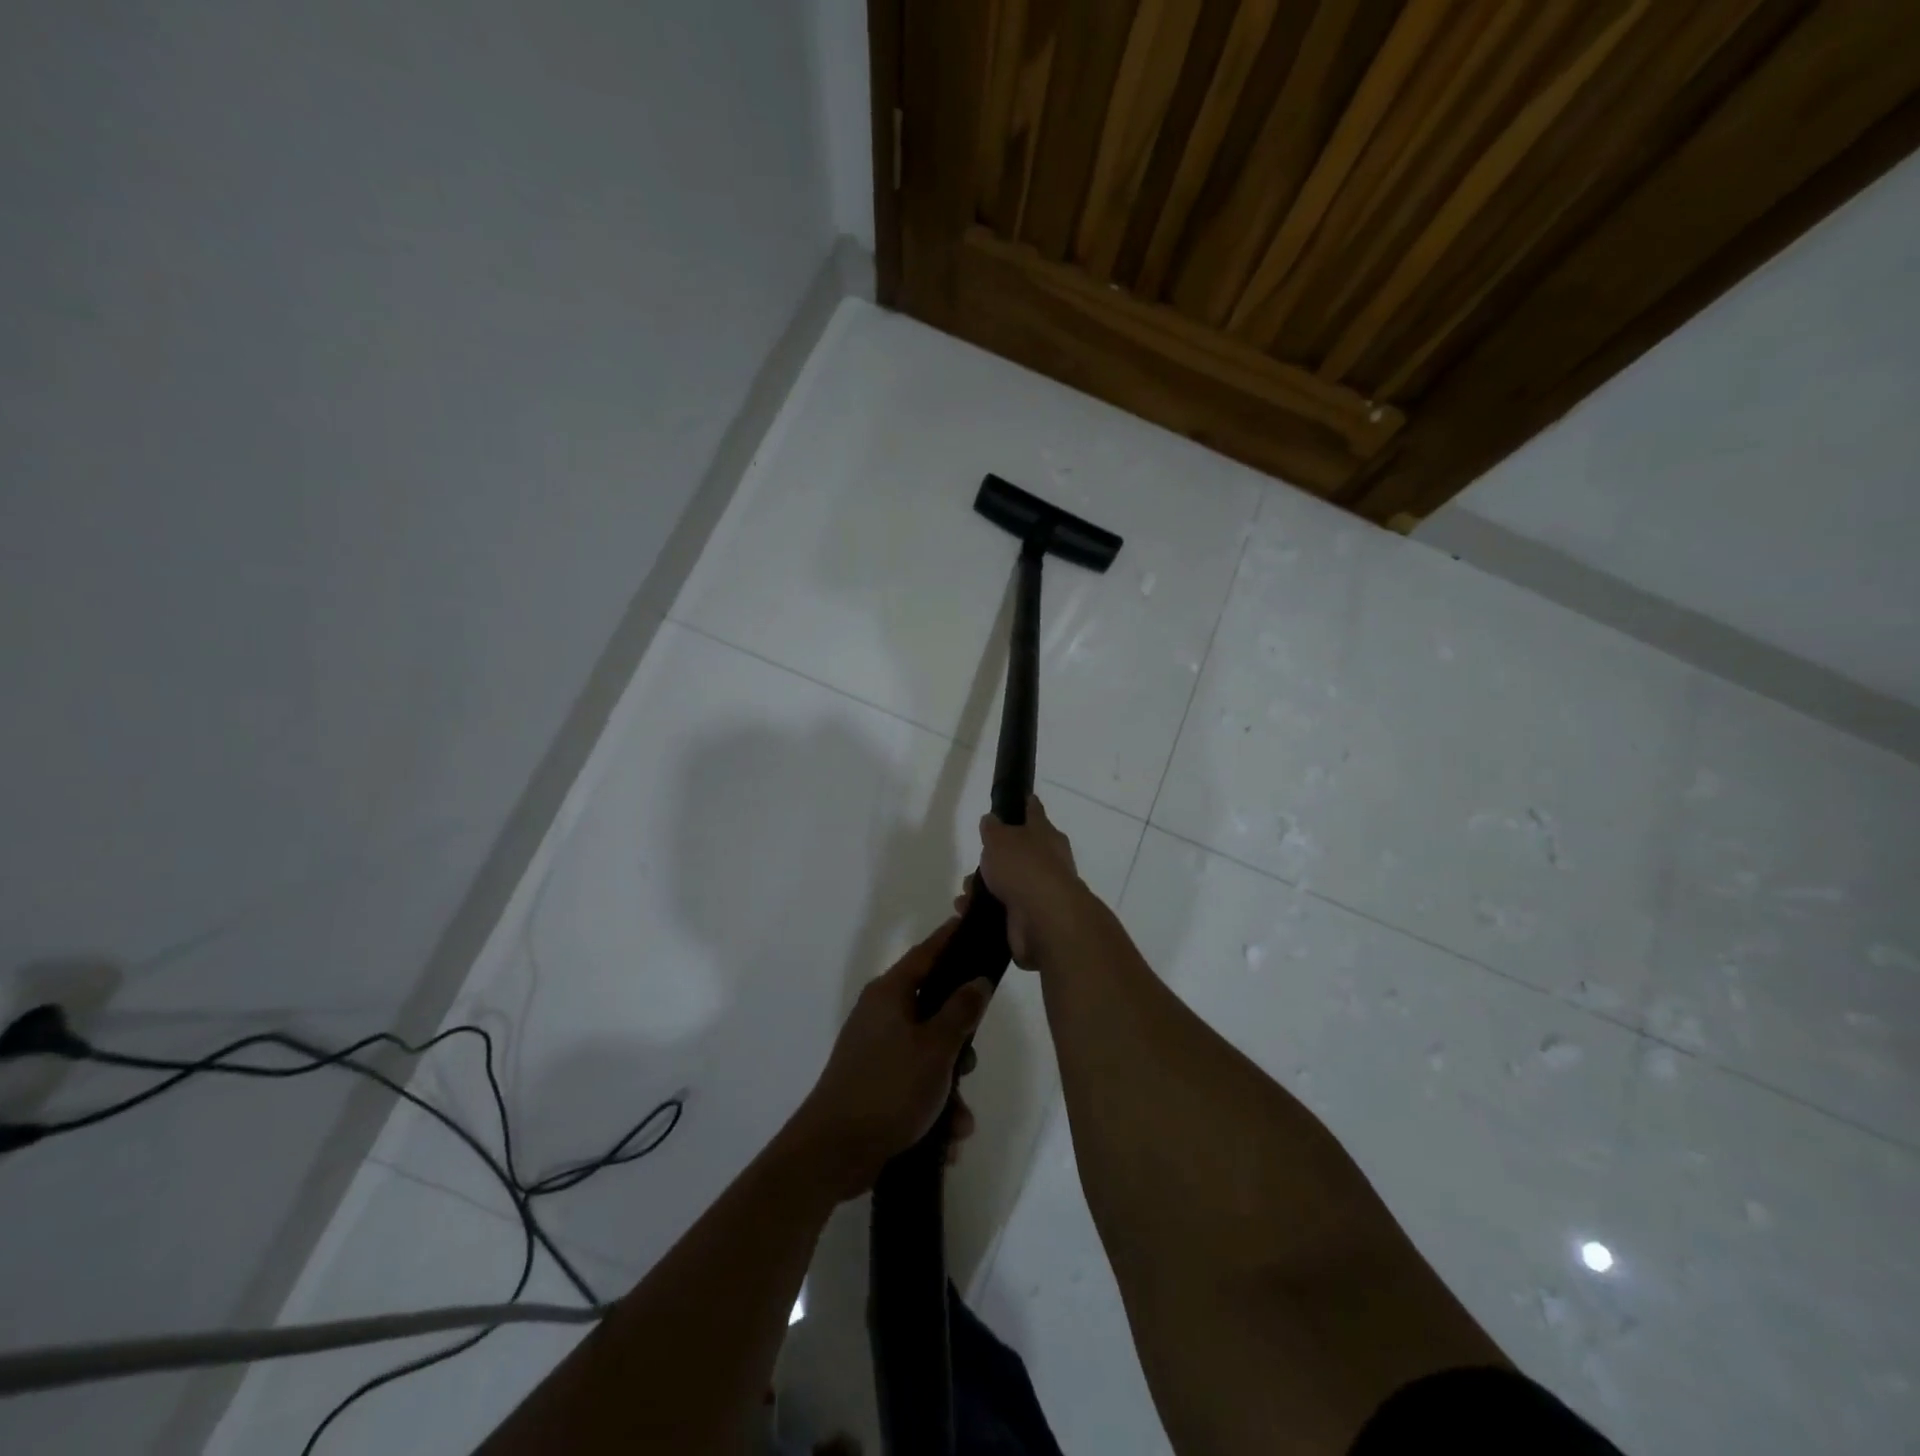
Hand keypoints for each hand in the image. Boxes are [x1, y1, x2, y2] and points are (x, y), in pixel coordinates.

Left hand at [792, 919, 990, 1199]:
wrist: (833, 1152)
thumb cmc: (888, 1088)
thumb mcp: (935, 1047)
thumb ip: (961, 1010)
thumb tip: (977, 979)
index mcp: (890, 994)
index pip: (927, 953)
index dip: (951, 938)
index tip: (974, 924)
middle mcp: (881, 1015)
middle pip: (934, 1011)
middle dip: (959, 1046)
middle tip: (968, 1066)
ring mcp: (876, 1051)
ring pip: (929, 1056)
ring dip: (949, 1091)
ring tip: (958, 1123)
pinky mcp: (875, 1085)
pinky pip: (915, 1087)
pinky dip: (933, 1110)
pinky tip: (945, 1141)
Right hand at [967, 796, 1096, 969]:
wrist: (1044, 919)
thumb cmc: (1024, 867)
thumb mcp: (1000, 838)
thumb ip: (993, 829)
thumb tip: (992, 820)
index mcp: (1046, 835)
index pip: (1035, 813)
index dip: (1026, 805)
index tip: (1022, 798)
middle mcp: (1048, 862)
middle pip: (1018, 853)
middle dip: (994, 859)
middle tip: (976, 863)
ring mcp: (1040, 892)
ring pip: (1008, 884)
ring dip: (983, 889)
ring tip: (965, 895)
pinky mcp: (1030, 920)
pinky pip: (1002, 911)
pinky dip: (983, 912)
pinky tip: (965, 913)